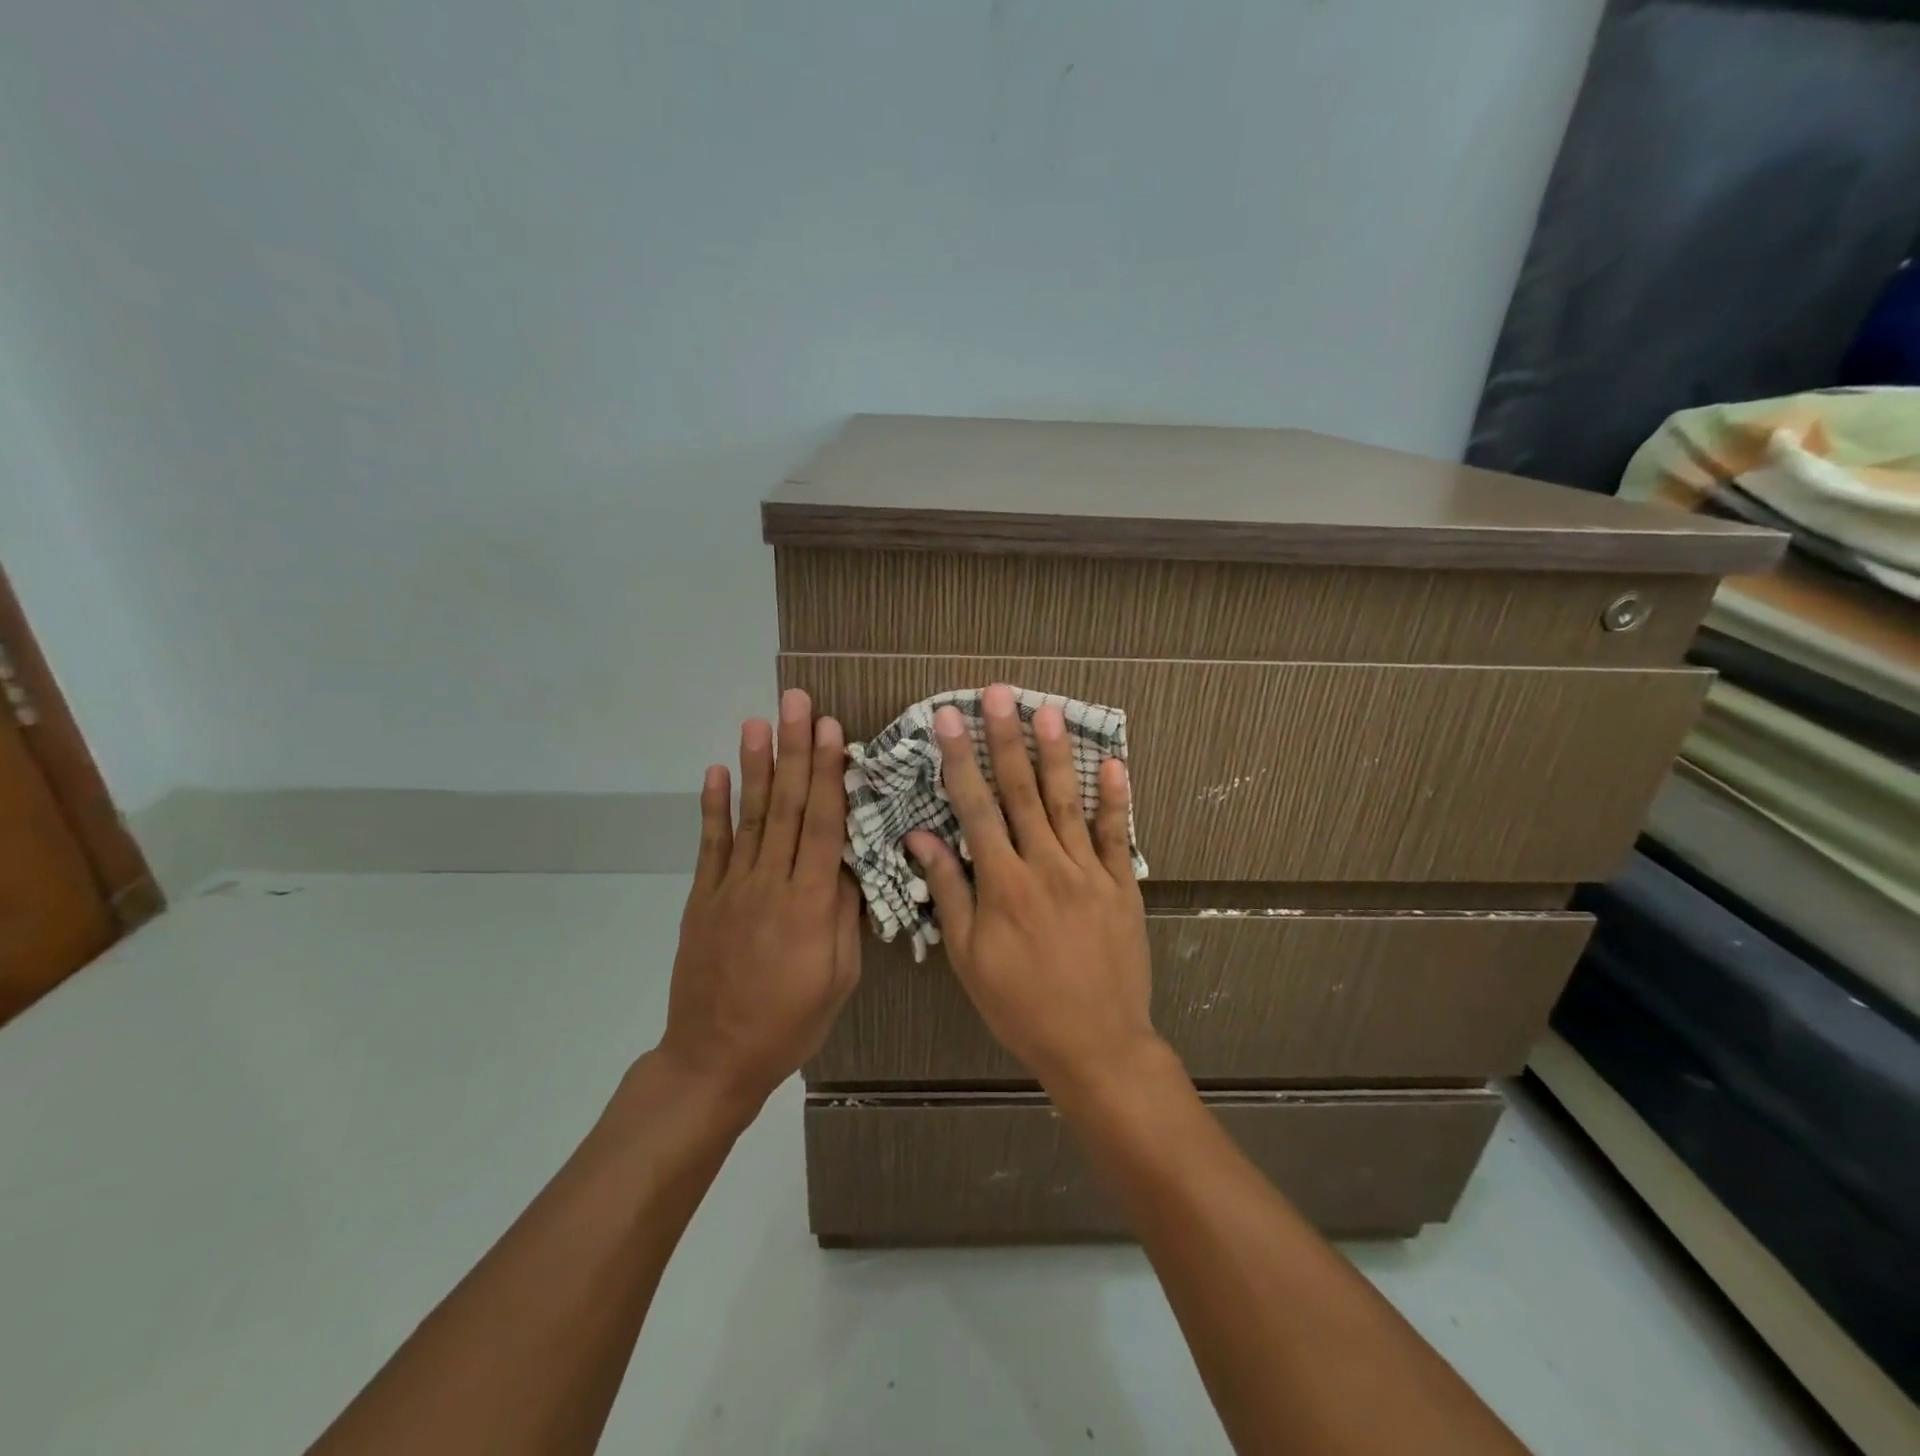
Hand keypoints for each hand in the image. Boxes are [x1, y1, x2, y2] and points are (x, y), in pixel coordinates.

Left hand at [656, 688, 860, 1116]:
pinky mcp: (703, 898)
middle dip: (794, 750)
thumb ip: (845, 917)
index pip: (823, 826)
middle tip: (795, 702)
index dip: (828, 775)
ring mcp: (731, 888)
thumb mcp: (839, 979)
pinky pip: (710, 846)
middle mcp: (770, 884)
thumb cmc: (790, 1023)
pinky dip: (713, 807)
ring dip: (756, 765)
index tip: (830, 730)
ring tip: (758, 721)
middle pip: (787, 807)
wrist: (714, 1058)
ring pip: (750, 817)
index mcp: (810, 905)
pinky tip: (716, 772)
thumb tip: (850, 865)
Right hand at [906, 683, 1159, 1091]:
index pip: (975, 808)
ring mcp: (1088, 873)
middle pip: (1021, 791)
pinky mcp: (1121, 886)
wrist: (1096, 1045)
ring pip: (1068, 801)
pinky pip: (1117, 834)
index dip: (959, 759)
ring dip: (1056, 754)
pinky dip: (1116, 798)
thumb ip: (949, 892)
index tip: (947, 719)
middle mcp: (1045, 866)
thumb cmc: (1021, 1005)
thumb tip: (921, 838)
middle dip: (1005, 738)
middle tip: (997, 693)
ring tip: (1047, 709)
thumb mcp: (970, 957)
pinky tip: (1114, 763)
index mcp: (1003, 884)